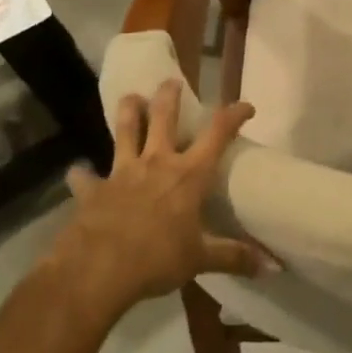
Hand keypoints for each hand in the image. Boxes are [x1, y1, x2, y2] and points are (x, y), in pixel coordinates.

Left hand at [54, 81, 274, 312]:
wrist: (98, 270)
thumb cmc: (157, 259)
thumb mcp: (200, 260)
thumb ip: (234, 257)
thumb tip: (273, 266)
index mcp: (189, 175)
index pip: (217, 134)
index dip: (233, 114)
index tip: (246, 106)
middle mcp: (157, 163)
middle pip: (164, 117)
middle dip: (169, 96)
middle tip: (172, 82)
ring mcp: (122, 173)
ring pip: (125, 130)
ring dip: (128, 111)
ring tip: (131, 98)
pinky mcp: (93, 190)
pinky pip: (85, 177)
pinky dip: (81, 174)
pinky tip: (78, 172)